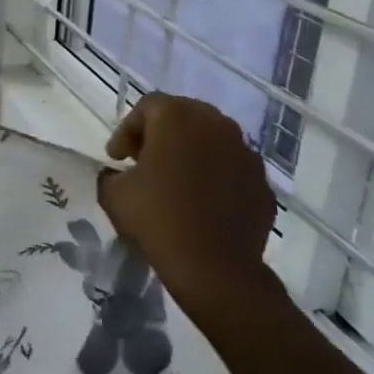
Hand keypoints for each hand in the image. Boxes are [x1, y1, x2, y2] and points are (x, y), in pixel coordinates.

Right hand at [96, 92, 279, 315]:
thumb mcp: (113, 193)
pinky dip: (214, 175)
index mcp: (177, 118)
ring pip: (212, 139)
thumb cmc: (157, 218)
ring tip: (174, 180)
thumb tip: (119, 174)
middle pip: (183, 115)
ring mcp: (245, 152)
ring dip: (190, 152)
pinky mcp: (262, 181)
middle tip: (143, 161)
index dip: (126, 129)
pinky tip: (201, 201)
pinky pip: (231, 166)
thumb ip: (111, 173)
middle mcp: (216, 125)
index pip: (147, 106)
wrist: (214, 266)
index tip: (116, 159)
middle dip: (160, 134)